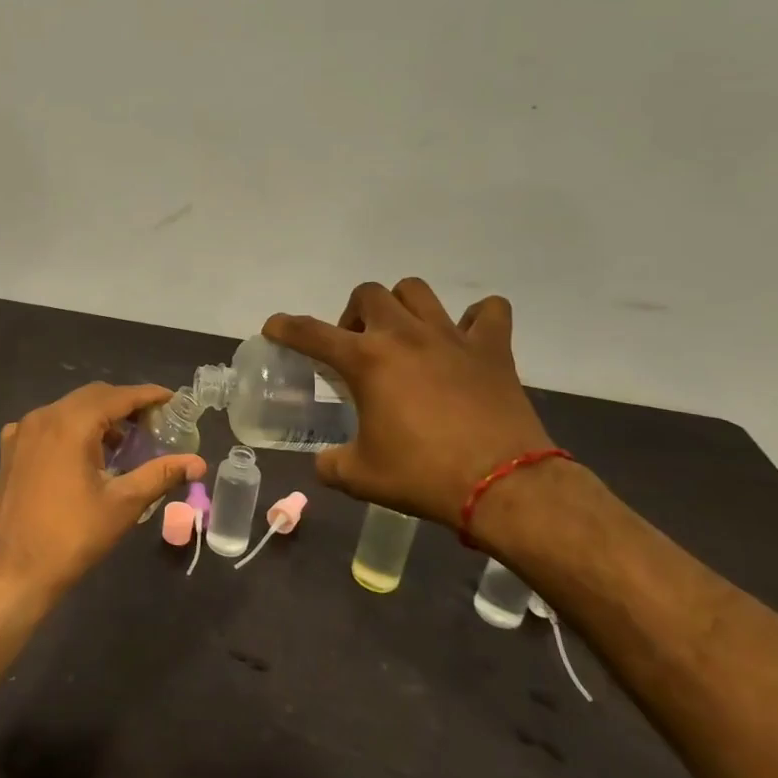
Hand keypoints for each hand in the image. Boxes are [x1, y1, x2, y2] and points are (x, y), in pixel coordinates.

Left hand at [0, 383, 204, 612]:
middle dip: (124, 404)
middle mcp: (43, 417)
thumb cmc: (71, 537)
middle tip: (154, 422)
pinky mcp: (11, 450)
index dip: (147, 395)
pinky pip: (49, 426)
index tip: (172, 399)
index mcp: (70, 423)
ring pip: (68, 409)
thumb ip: (160, 475)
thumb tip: (198, 463)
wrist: (11, 572)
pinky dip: (73, 430)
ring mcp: (22, 432)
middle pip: (92, 397)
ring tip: (126, 441)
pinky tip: (88, 455)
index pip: (117, 396)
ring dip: (99, 417)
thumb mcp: (123, 504)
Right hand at [264, 280, 553, 528]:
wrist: (503, 486)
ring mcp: (451, 337)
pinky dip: (474, 318)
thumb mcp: (360, 477)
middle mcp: (404, 335)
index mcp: (366, 361)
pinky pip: (487, 312)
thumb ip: (331, 464)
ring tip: (402, 335)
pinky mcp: (492, 349)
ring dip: (401, 306)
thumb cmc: (423, 476)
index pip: (310, 332)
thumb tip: (324, 462)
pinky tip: (464, 339)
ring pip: (417, 291)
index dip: (285, 327)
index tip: (274, 327)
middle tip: (356, 348)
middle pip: (368, 294)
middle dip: (352, 314)